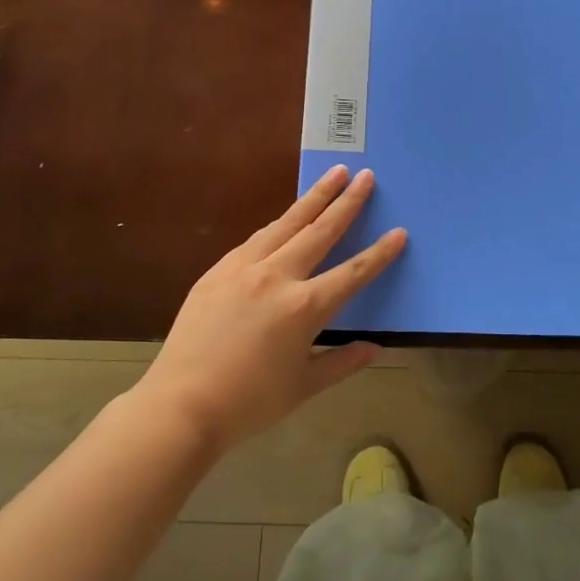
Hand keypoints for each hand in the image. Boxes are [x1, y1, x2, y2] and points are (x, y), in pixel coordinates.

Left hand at [138, 165, 405, 454]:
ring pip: (287, 223)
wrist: (180, 405)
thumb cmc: (248, 403)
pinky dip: (279, 224)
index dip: (379, 253)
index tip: (399, 231)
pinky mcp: (219, 270)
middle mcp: (278, 276)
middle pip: (320, 230)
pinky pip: (256, 239)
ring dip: (313, 197)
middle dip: (347, 201)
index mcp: (304, 308)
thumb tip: (374, 347)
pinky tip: (286, 217)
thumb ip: (341, 363)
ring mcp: (244, 268)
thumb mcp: (303, 387)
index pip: (353, 273)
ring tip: (333, 175)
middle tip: (365, 175)